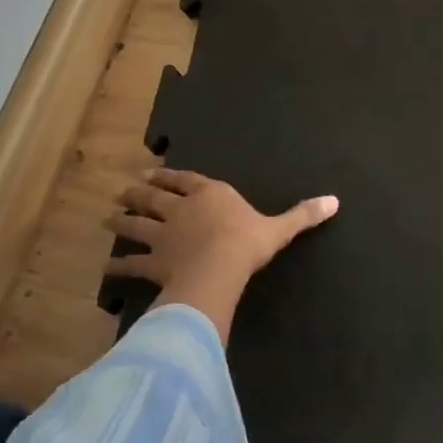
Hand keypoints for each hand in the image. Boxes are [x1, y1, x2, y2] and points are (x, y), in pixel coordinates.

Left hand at [107, 168, 337, 343]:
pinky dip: (118, 267)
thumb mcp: (280, 228)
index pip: (185, 180)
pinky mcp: (153, 262)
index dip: (169, 176)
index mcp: (210, 194)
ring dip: (120, 222)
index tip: (152, 172)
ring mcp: (163, 235)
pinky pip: (132, 264)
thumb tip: (335, 201)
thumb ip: (303, 214)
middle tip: (122, 190)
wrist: (219, 268)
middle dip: (137, 193)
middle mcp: (181, 209)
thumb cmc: (248, 242)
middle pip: (153, 197)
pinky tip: (107, 270)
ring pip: (135, 225)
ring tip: (107, 219)